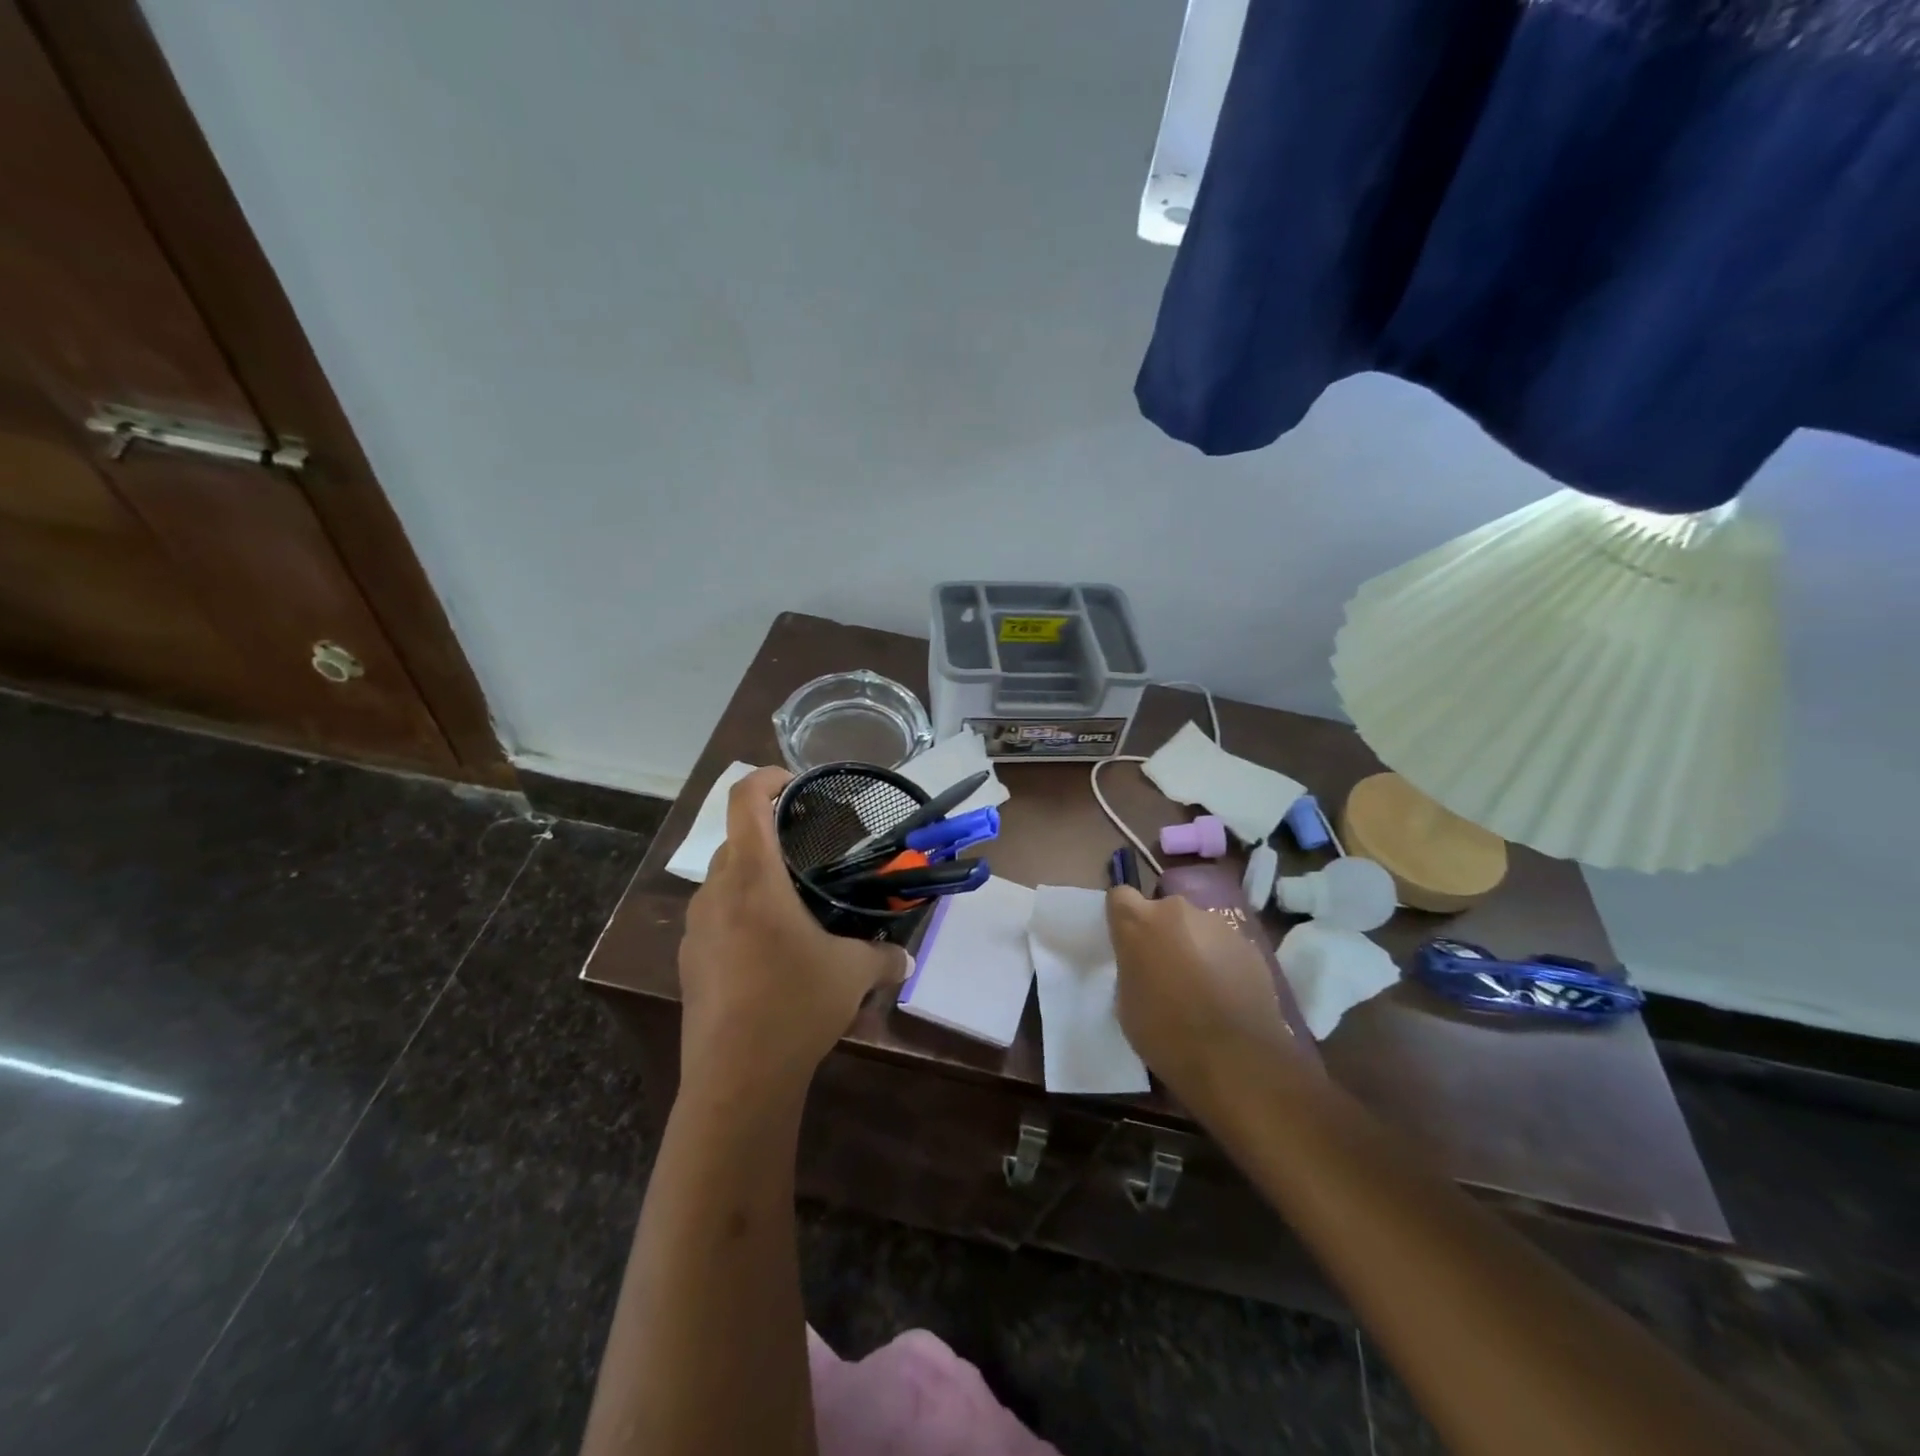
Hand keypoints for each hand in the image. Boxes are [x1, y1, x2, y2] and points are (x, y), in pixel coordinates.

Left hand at [678, 766, 909, 1104]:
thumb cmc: (794, 1005)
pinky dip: (740, 914)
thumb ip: (883, 956)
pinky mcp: (688, 962)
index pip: (745, 800)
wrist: (736, 1079)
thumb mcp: (851, 974)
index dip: (768, 778)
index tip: (796, 783)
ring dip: (754, 877)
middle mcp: (716, 892)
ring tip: (792, 903)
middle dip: (769, 836)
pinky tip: (769, 950)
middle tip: (808, 852)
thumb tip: (906, 960)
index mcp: (752, 877)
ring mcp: (695, 928)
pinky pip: (715, 918)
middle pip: (735, 840)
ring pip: (723, 880)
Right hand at [1105, 885, 1304, 1112]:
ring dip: (1193, 946)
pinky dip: (1221, 962)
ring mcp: (1218, 924)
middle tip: (1165, 970)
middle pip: (1162, 911)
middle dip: (1161, 933)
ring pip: (1196, 927)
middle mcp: (1177, 910)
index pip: (1119, 896)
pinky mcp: (1249, 944)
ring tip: (1201, 986)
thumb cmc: (1166, 1034)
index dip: (1122, 918)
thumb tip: (1144, 965)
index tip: (1126, 943)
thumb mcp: (1126, 1003)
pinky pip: (1224, 946)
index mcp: (1138, 922)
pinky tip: (1226, 996)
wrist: (1236, 1059)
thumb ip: (1131, 969)